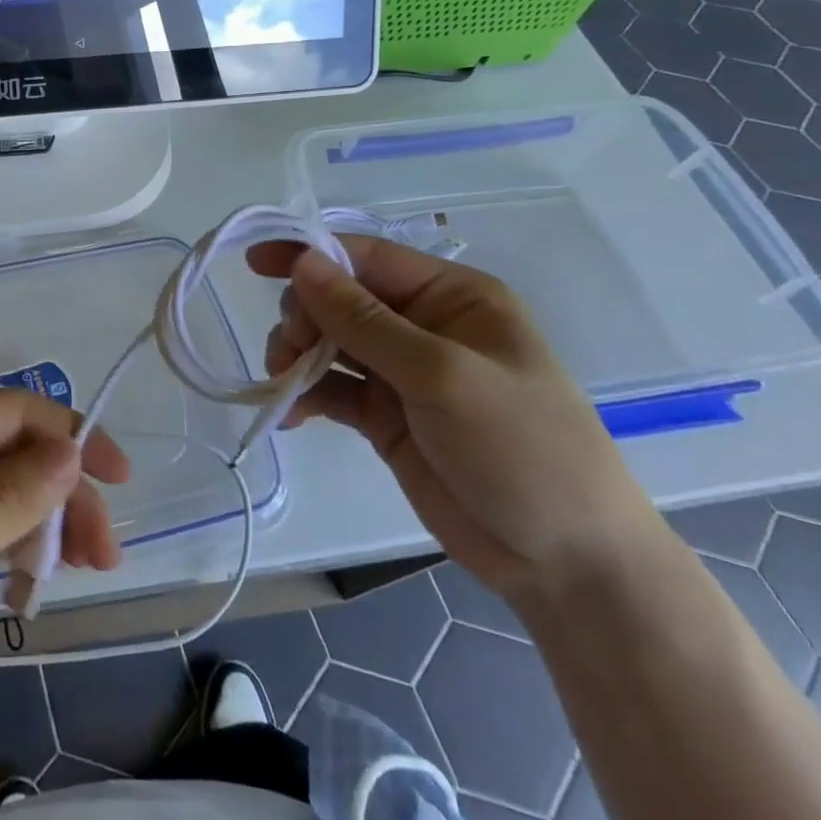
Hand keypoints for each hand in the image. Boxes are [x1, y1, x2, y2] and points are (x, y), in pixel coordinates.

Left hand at [0, 391, 129, 734]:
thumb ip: (7, 495)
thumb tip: (70, 451)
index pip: (19, 412)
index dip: (75, 436)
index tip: (120, 481)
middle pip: (14, 452)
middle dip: (64, 493)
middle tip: (104, 555)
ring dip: (41, 521)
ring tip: (76, 571)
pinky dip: (7, 543)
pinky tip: (27, 580)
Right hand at [247, 235, 660, 601]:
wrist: (566, 564)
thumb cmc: (521, 449)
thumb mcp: (441, 376)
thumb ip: (364, 320)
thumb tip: (303, 263)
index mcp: (450, 297)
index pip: (366, 258)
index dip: (309, 254)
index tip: (254, 263)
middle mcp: (422, 325)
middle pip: (338, 299)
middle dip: (304, 318)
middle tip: (287, 353)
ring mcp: (401, 372)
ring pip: (327, 342)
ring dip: (297, 356)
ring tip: (285, 385)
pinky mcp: (383, 416)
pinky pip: (330, 388)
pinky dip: (304, 394)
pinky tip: (289, 415)